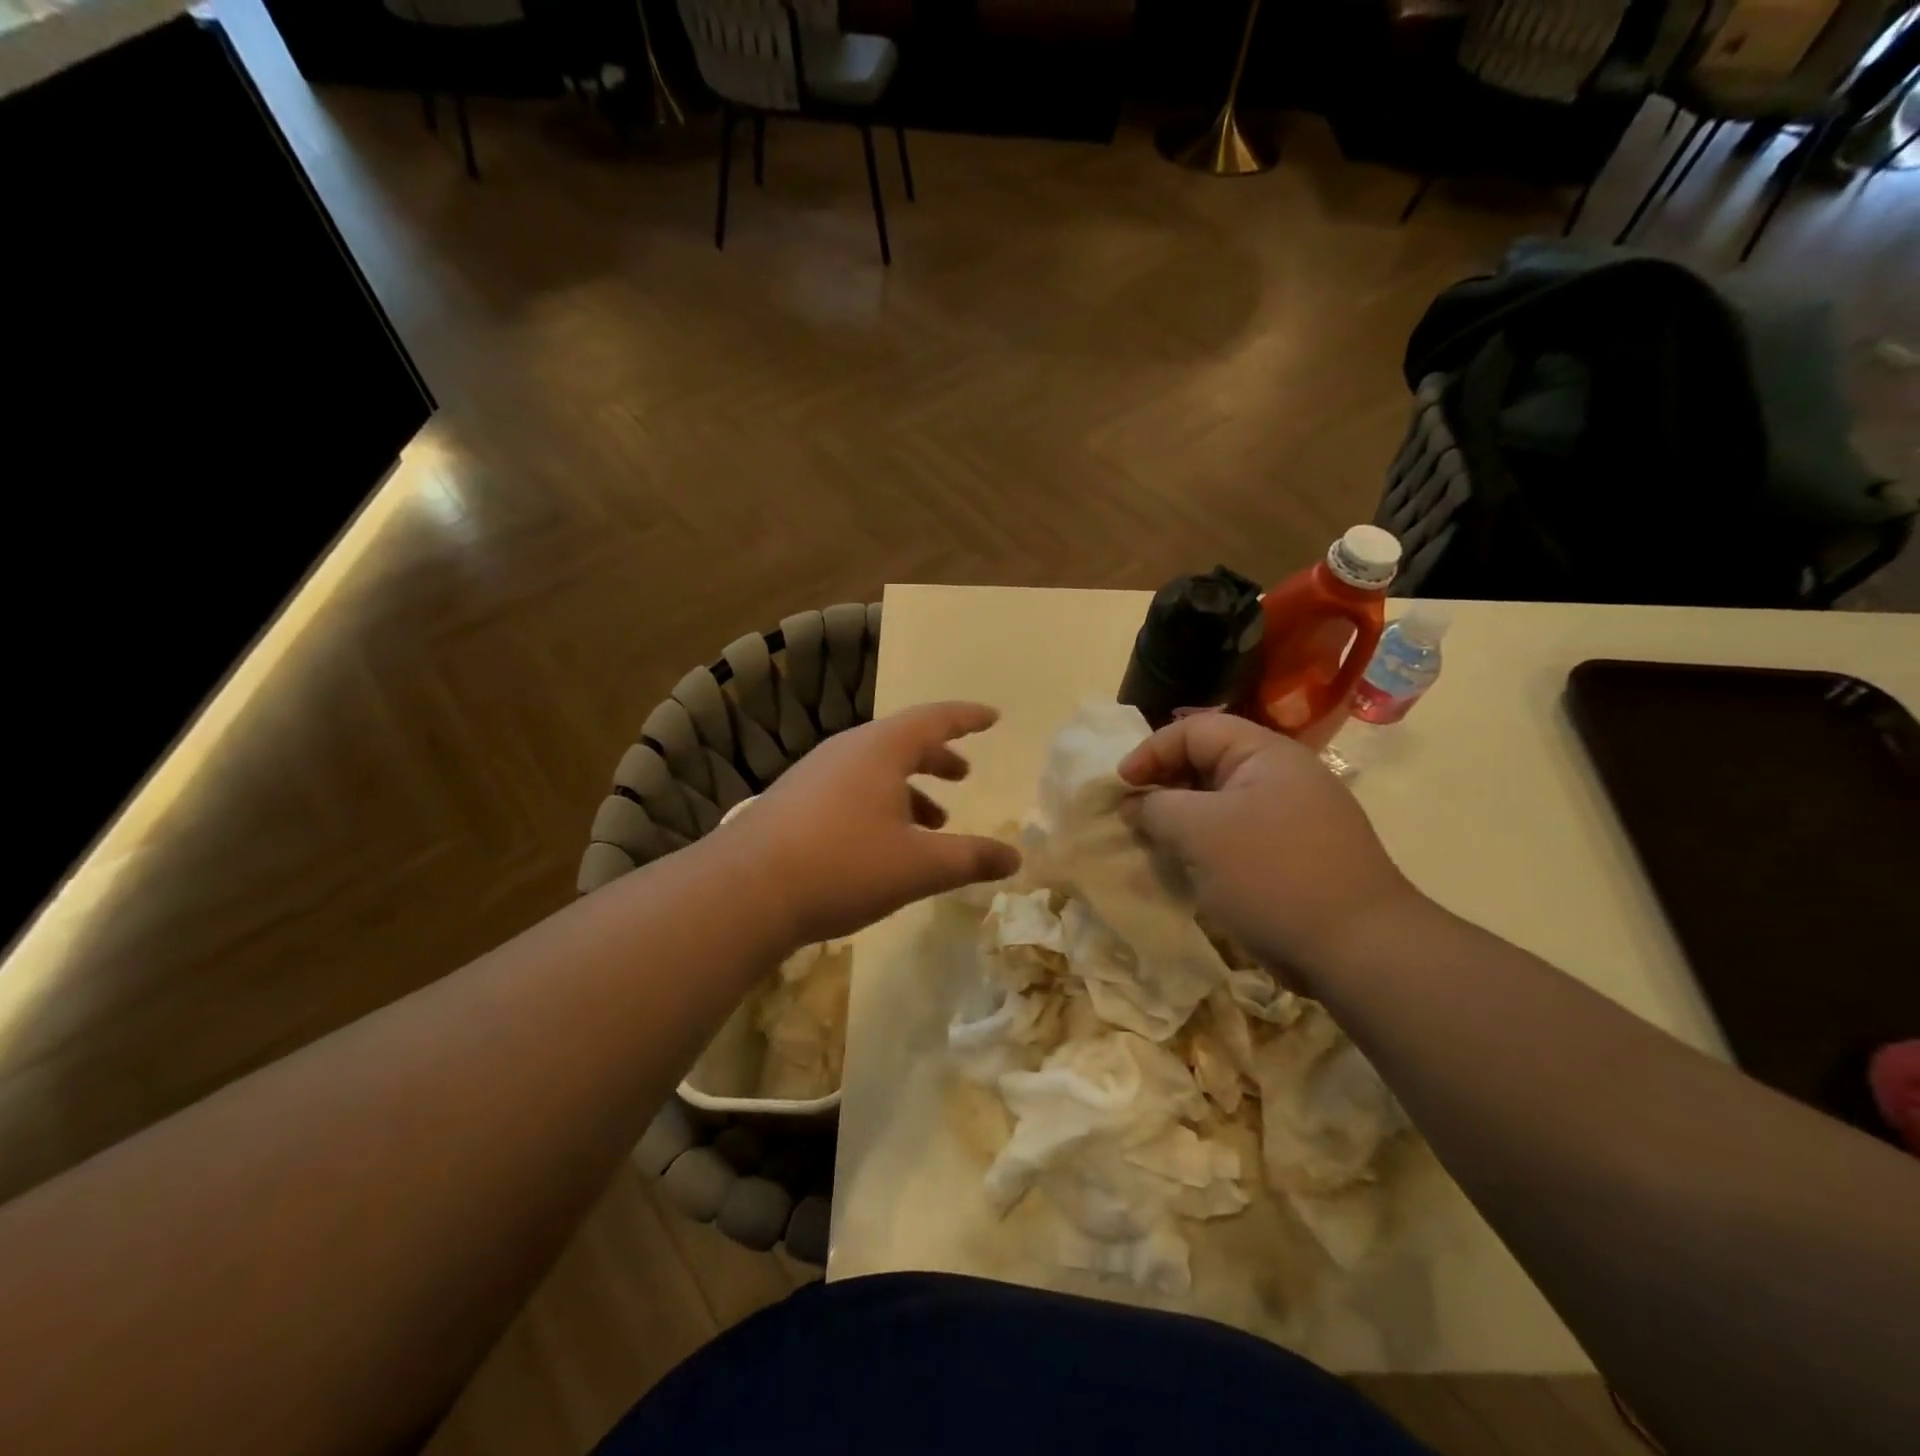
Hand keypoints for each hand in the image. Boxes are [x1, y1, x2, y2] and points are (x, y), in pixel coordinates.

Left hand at [722, 702, 1021, 946]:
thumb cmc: (842, 865)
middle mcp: (847, 751)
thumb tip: (1015, 858)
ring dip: (909, 789)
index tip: (992, 718)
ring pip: (875, 769)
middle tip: (962, 775)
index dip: (967, 718)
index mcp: (881, 749)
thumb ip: (970, 858)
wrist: (744, 890)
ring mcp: (815, 774)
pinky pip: (851, 789)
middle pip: (903, 742)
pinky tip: (882, 843)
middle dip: (937, 758)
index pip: (935, 719)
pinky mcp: (794, 801)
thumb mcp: (918, 866)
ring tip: (933, 823)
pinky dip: (880, 804)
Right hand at [1117, 714, 1420, 978]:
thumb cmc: (1270, 874)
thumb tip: (1135, 805)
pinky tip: (1189, 868)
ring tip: (1154, 842)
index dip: (1150, 751)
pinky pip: (1237, 835)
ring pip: (1220, 802)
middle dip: (1164, 784)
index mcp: (1265, 754)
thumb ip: (1156, 808)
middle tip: (1133, 815)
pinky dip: (1205, 844)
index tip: (1120, 786)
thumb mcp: (1199, 832)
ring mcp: (1292, 817)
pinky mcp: (1293, 855)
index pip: (1194, 730)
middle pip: (1208, 762)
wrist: (1357, 949)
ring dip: (1181, 818)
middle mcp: (1282, 776)